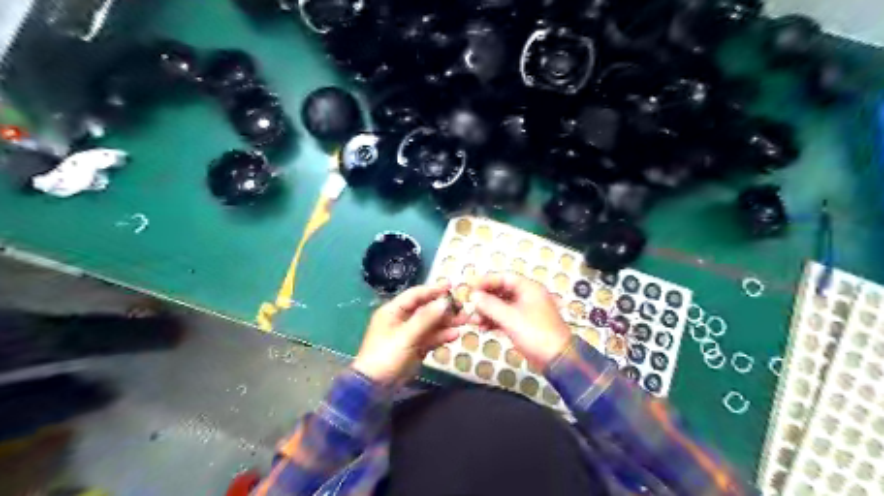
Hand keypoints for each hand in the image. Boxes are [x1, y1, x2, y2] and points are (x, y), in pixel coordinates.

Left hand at [355, 282, 468, 382]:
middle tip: (463, 307)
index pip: (415, 295)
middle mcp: (401, 319)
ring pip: (430, 324)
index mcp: (393, 311)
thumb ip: (426, 318)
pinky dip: (441, 336)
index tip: (451, 287)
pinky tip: (455, 335)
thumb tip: (444, 302)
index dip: (433, 290)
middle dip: (444, 308)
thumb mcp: (406, 336)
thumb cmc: (387, 356)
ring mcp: (409, 334)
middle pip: (425, 309)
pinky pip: (430, 338)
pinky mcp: (415, 348)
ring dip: (446, 322)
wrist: (375, 387)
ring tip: (465, 320)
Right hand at [469, 271, 572, 371]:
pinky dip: (494, 321)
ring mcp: (526, 311)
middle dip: (485, 299)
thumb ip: (490, 305)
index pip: (504, 277)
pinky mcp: (524, 324)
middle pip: (502, 291)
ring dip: (487, 312)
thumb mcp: (510, 318)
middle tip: (471, 306)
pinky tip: (483, 328)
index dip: (487, 281)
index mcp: (529, 288)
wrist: (556, 359)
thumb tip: (474, 296)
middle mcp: (528, 296)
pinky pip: (505, 317)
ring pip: (502, 306)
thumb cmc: (536, 333)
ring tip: (474, 320)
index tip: (471, 288)